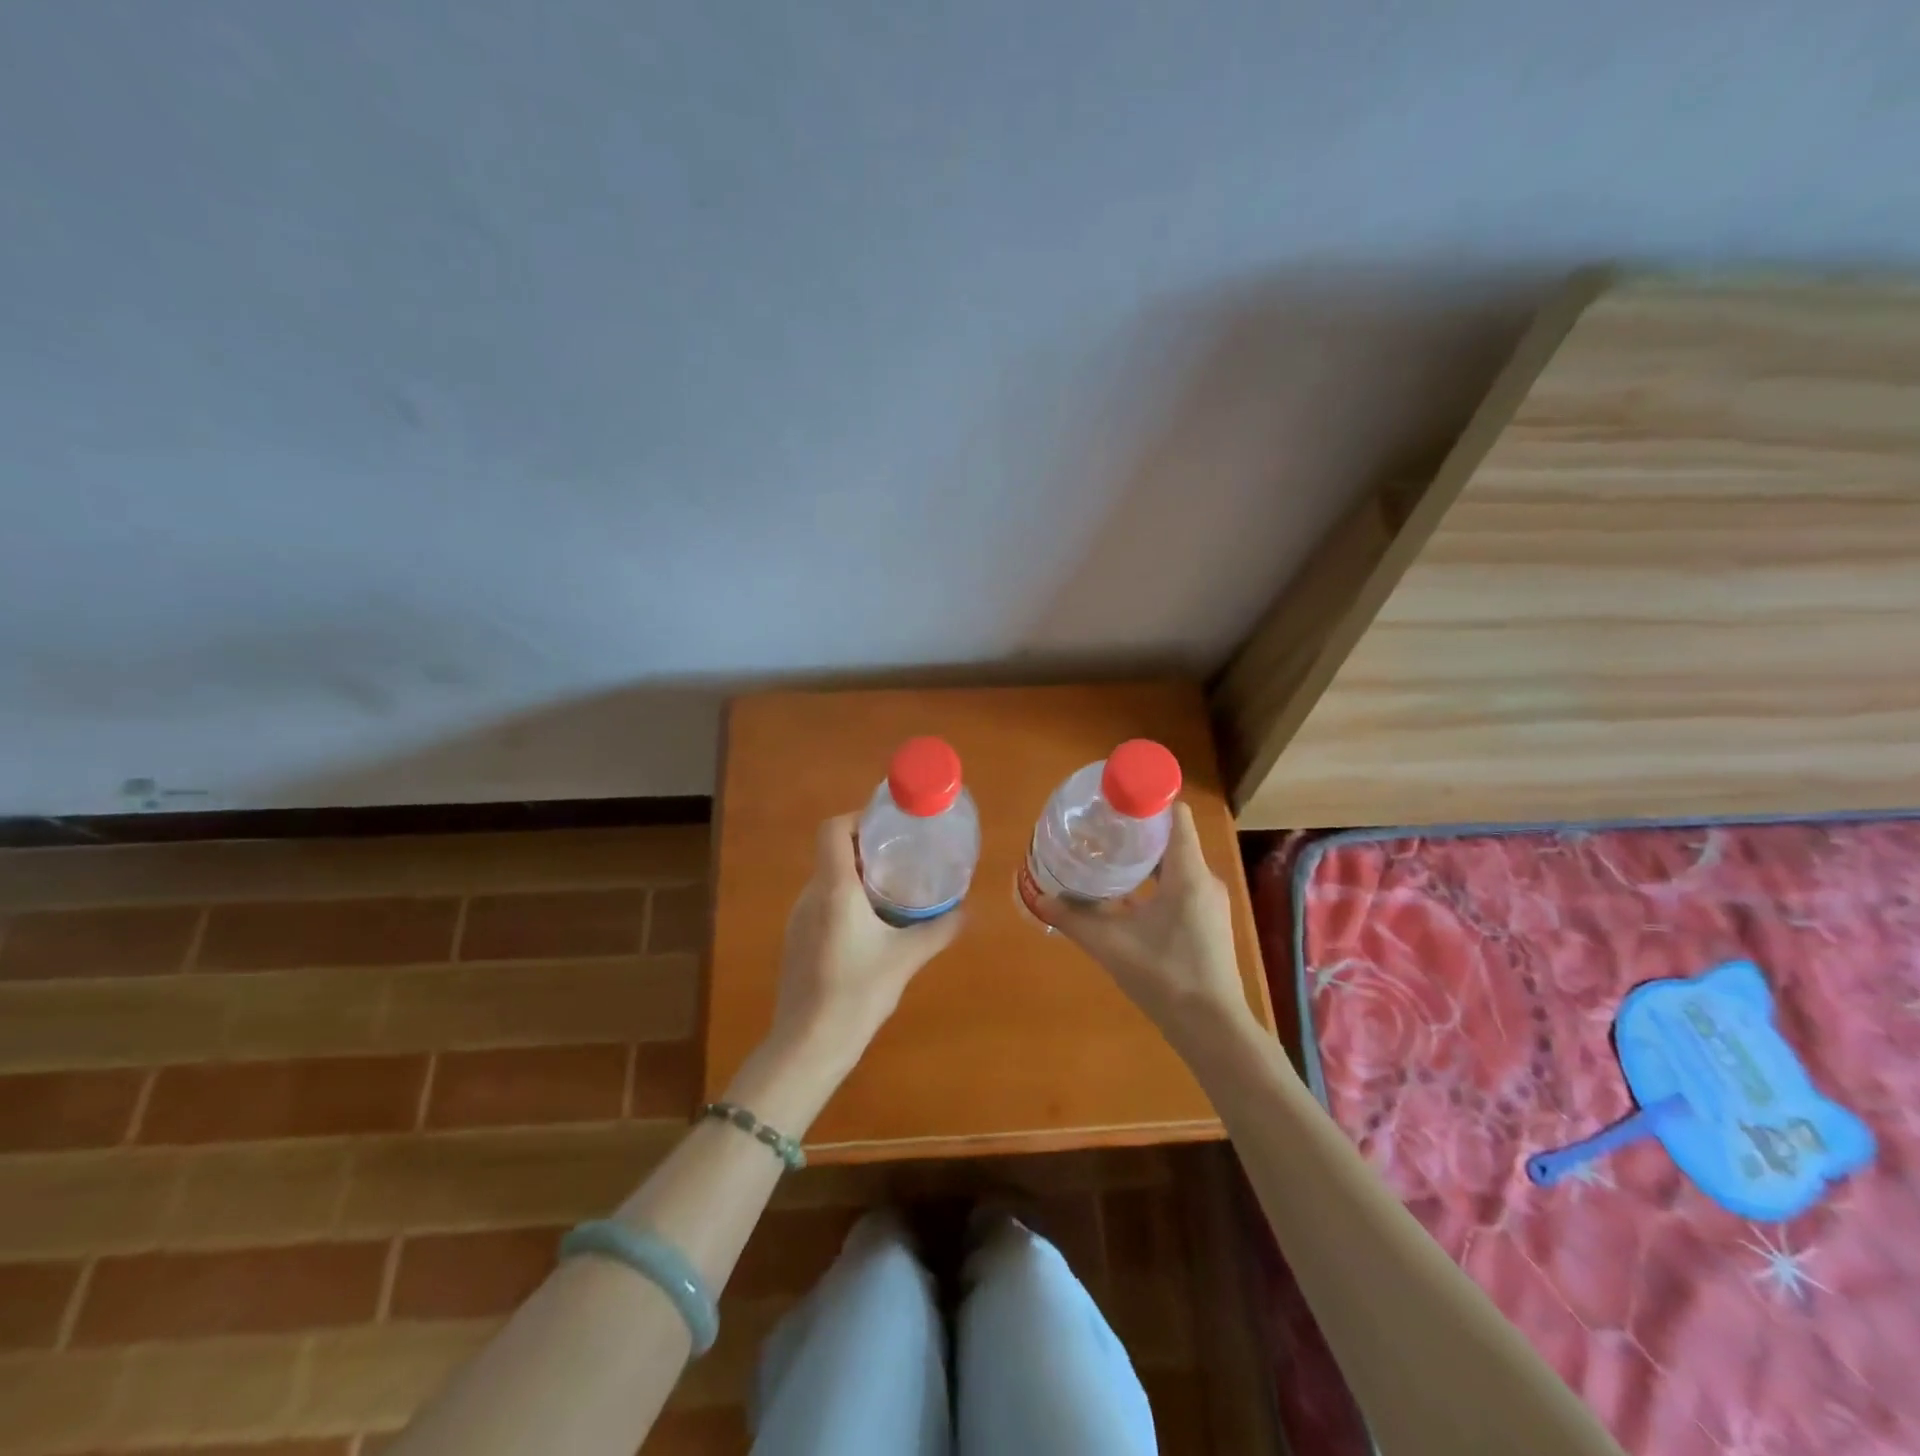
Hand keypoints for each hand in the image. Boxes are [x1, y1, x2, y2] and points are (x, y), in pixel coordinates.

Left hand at [770, 814, 964, 1077]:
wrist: (808, 1045)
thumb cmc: (857, 994)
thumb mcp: (906, 959)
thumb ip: (939, 930)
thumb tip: (969, 910)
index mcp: (834, 889)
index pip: (833, 829)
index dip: (858, 819)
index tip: (890, 828)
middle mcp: (811, 895)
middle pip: (833, 852)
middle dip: (867, 848)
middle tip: (904, 857)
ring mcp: (799, 918)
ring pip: (828, 879)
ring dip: (858, 876)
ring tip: (894, 890)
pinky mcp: (797, 940)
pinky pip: (822, 903)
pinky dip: (846, 900)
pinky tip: (871, 927)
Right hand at [1033, 803, 1254, 1047]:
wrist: (1212, 1027)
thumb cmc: (1165, 976)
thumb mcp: (1111, 945)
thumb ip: (1074, 919)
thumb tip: (1040, 899)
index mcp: (1188, 873)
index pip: (1175, 816)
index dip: (1146, 801)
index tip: (1113, 801)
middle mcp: (1204, 879)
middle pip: (1172, 837)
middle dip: (1136, 829)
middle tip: (1098, 827)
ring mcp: (1208, 901)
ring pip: (1176, 863)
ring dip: (1144, 857)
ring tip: (1106, 855)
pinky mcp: (1206, 920)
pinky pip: (1180, 884)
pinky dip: (1154, 880)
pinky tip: (1125, 894)